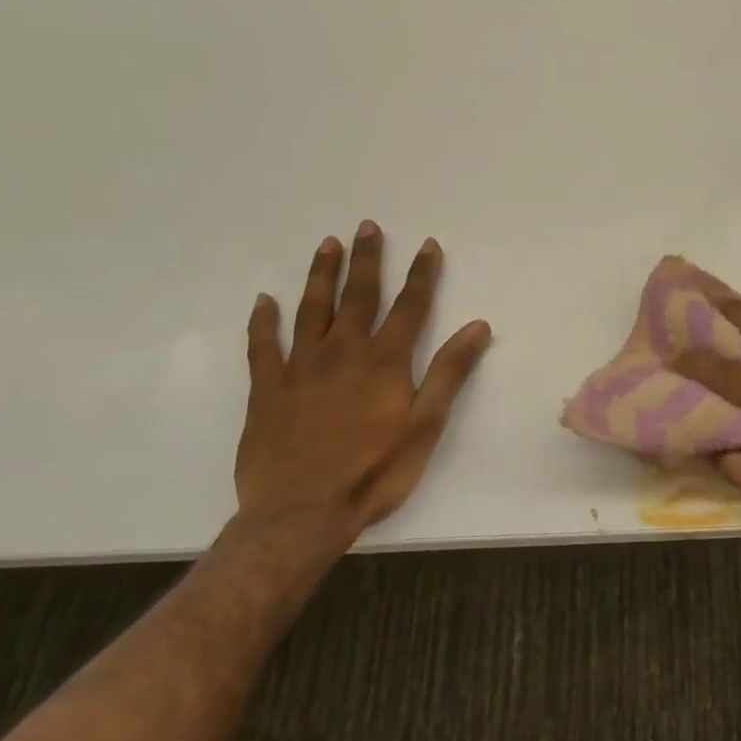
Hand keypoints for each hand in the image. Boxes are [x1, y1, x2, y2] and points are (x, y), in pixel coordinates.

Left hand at [235, 223, 491, 545]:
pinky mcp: (266, 389)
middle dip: (367, 260)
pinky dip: (263, 321)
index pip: (410, 306)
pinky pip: (263, 346)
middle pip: (358, 296)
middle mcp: (343, 352)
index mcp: (384, 361)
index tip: (429, 244)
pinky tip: (264, 301)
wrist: (300, 514)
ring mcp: (300, 368)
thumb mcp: (426, 425)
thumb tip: (478, 326)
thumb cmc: (374, 471)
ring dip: (320, 275)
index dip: (422, 274)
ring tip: (326, 244)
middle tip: (367, 226)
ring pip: (311, 310)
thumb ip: (450, 372)